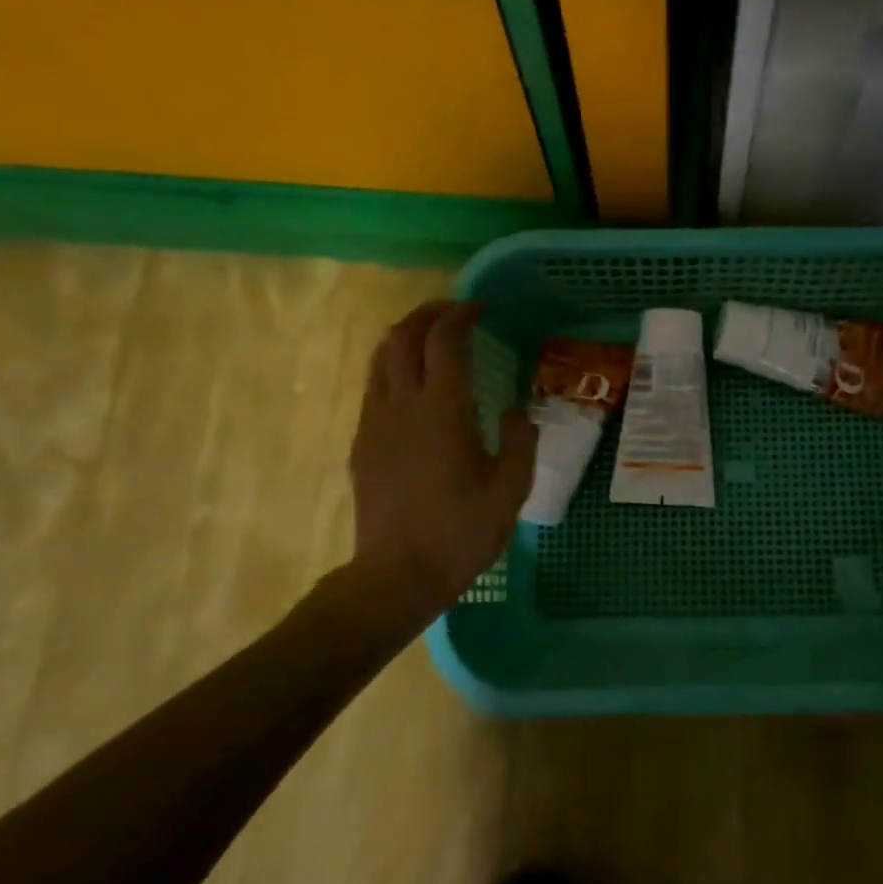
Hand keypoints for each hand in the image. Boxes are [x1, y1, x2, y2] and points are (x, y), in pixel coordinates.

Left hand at [345, 300, 536, 619]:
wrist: (397, 575)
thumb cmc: (461, 531)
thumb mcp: (511, 488)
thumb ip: (520, 440)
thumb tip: (515, 412)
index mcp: (443, 409)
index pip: (444, 340)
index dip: (460, 314)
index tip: (479, 308)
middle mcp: (403, 404)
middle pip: (402, 336)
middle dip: (427, 314)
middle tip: (454, 314)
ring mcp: (375, 423)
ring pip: (380, 358)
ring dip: (405, 337)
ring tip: (430, 340)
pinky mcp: (362, 444)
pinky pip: (373, 388)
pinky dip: (393, 368)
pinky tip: (412, 388)